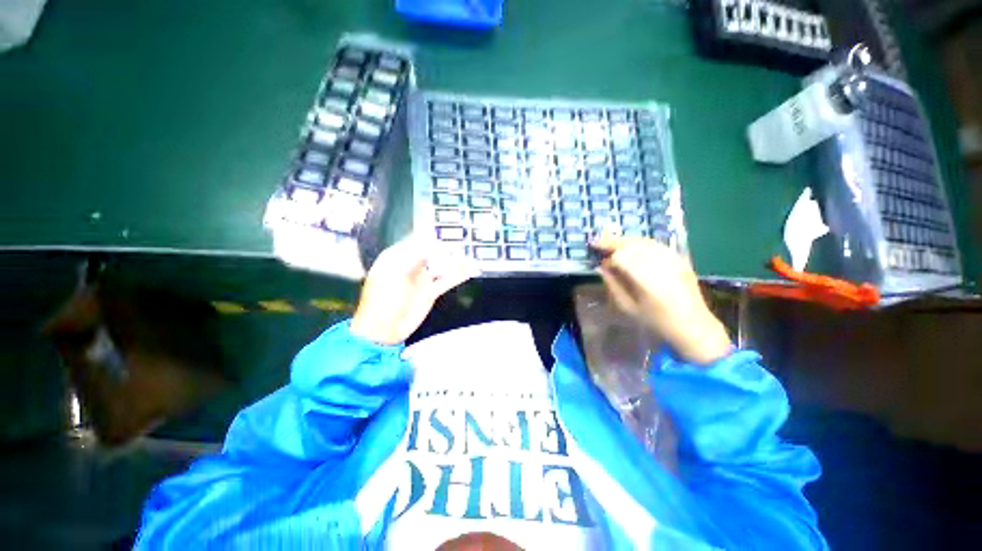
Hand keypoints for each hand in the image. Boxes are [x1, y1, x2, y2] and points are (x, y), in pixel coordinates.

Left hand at [350, 237, 479, 345]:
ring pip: (442, 266)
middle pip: (433, 253)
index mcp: (397, 257)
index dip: (433, 240)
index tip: (447, 242)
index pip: (418, 242)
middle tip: (461, 250)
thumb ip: (416, 256)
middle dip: (447, 250)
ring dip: (455, 262)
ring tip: (469, 259)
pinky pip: (446, 281)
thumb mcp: (395, 272)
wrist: (382, 330)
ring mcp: (422, 279)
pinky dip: (458, 276)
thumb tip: (437, 246)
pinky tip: (469, 271)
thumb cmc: (383, 298)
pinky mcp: (430, 293)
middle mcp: (411, 265)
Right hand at [591, 234, 732, 364]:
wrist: (692, 325)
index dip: (607, 257)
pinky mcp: (679, 258)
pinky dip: (639, 243)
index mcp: (645, 277)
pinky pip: (655, 244)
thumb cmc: (656, 321)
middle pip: (631, 244)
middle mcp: (659, 263)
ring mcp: (671, 258)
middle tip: (596, 242)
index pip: (620, 257)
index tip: (598, 261)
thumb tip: (601, 267)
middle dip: (612, 242)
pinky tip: (631, 247)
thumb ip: (613, 284)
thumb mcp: (627, 307)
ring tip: (611, 242)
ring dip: (625, 240)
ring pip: (643, 241)